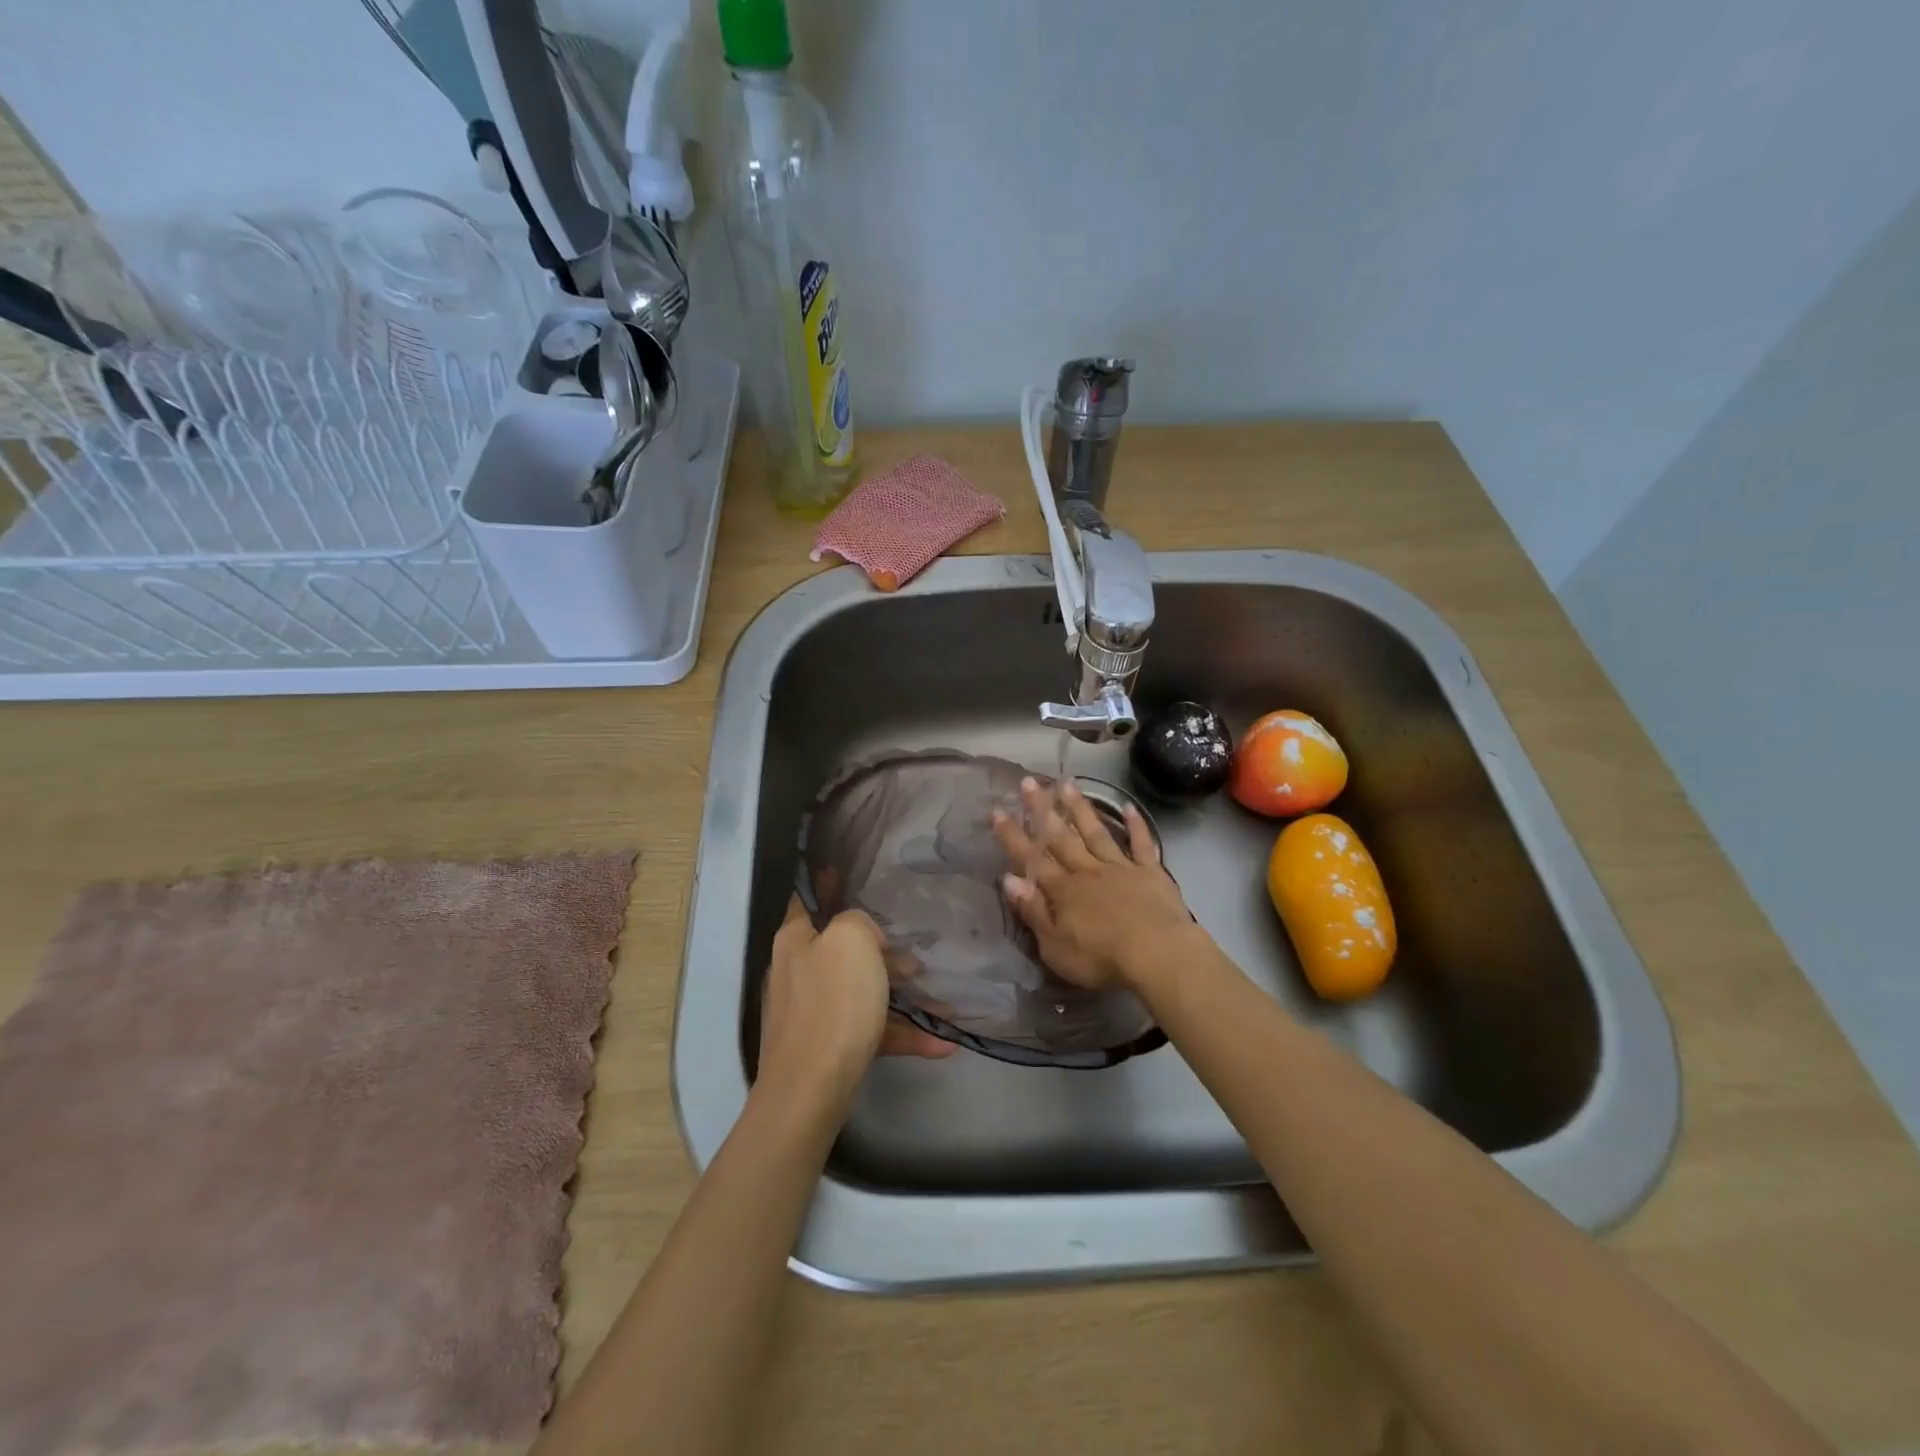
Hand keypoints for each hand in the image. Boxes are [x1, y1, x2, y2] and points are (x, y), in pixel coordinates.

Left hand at [756, 897, 954, 1109]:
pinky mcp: (828, 1046)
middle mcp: (798, 970)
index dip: (832, 884)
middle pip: (843, 948)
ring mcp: (812, 1011)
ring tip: (938, 997)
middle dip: (882, 950)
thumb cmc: (832, 1003)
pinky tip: (941, 1045)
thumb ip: (858, 921)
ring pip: (861, 990)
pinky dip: (901, 1034)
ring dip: (898, 993)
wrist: (811, 1090)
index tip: (863, 879)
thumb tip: (864, 937)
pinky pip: (870, 1030)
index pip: (810, 898)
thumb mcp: (850, 940)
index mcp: (796, 939)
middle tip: (917, 951)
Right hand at [991, 777, 1196, 990]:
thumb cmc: (1101, 958)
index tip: (997, 811)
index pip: (1032, 859)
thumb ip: (1033, 911)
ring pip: (1095, 833)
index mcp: (1062, 890)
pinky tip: (1129, 807)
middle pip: (1061, 837)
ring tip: (1067, 784)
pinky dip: (1136, 825)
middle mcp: (1087, 871)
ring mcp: (1120, 868)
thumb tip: (1009, 879)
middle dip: (1042, 810)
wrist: (1157, 954)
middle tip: (1028, 782)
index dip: (1013, 836)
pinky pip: (1141, 844)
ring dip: (1080, 809)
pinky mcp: (1150, 872)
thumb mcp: (1055, 946)